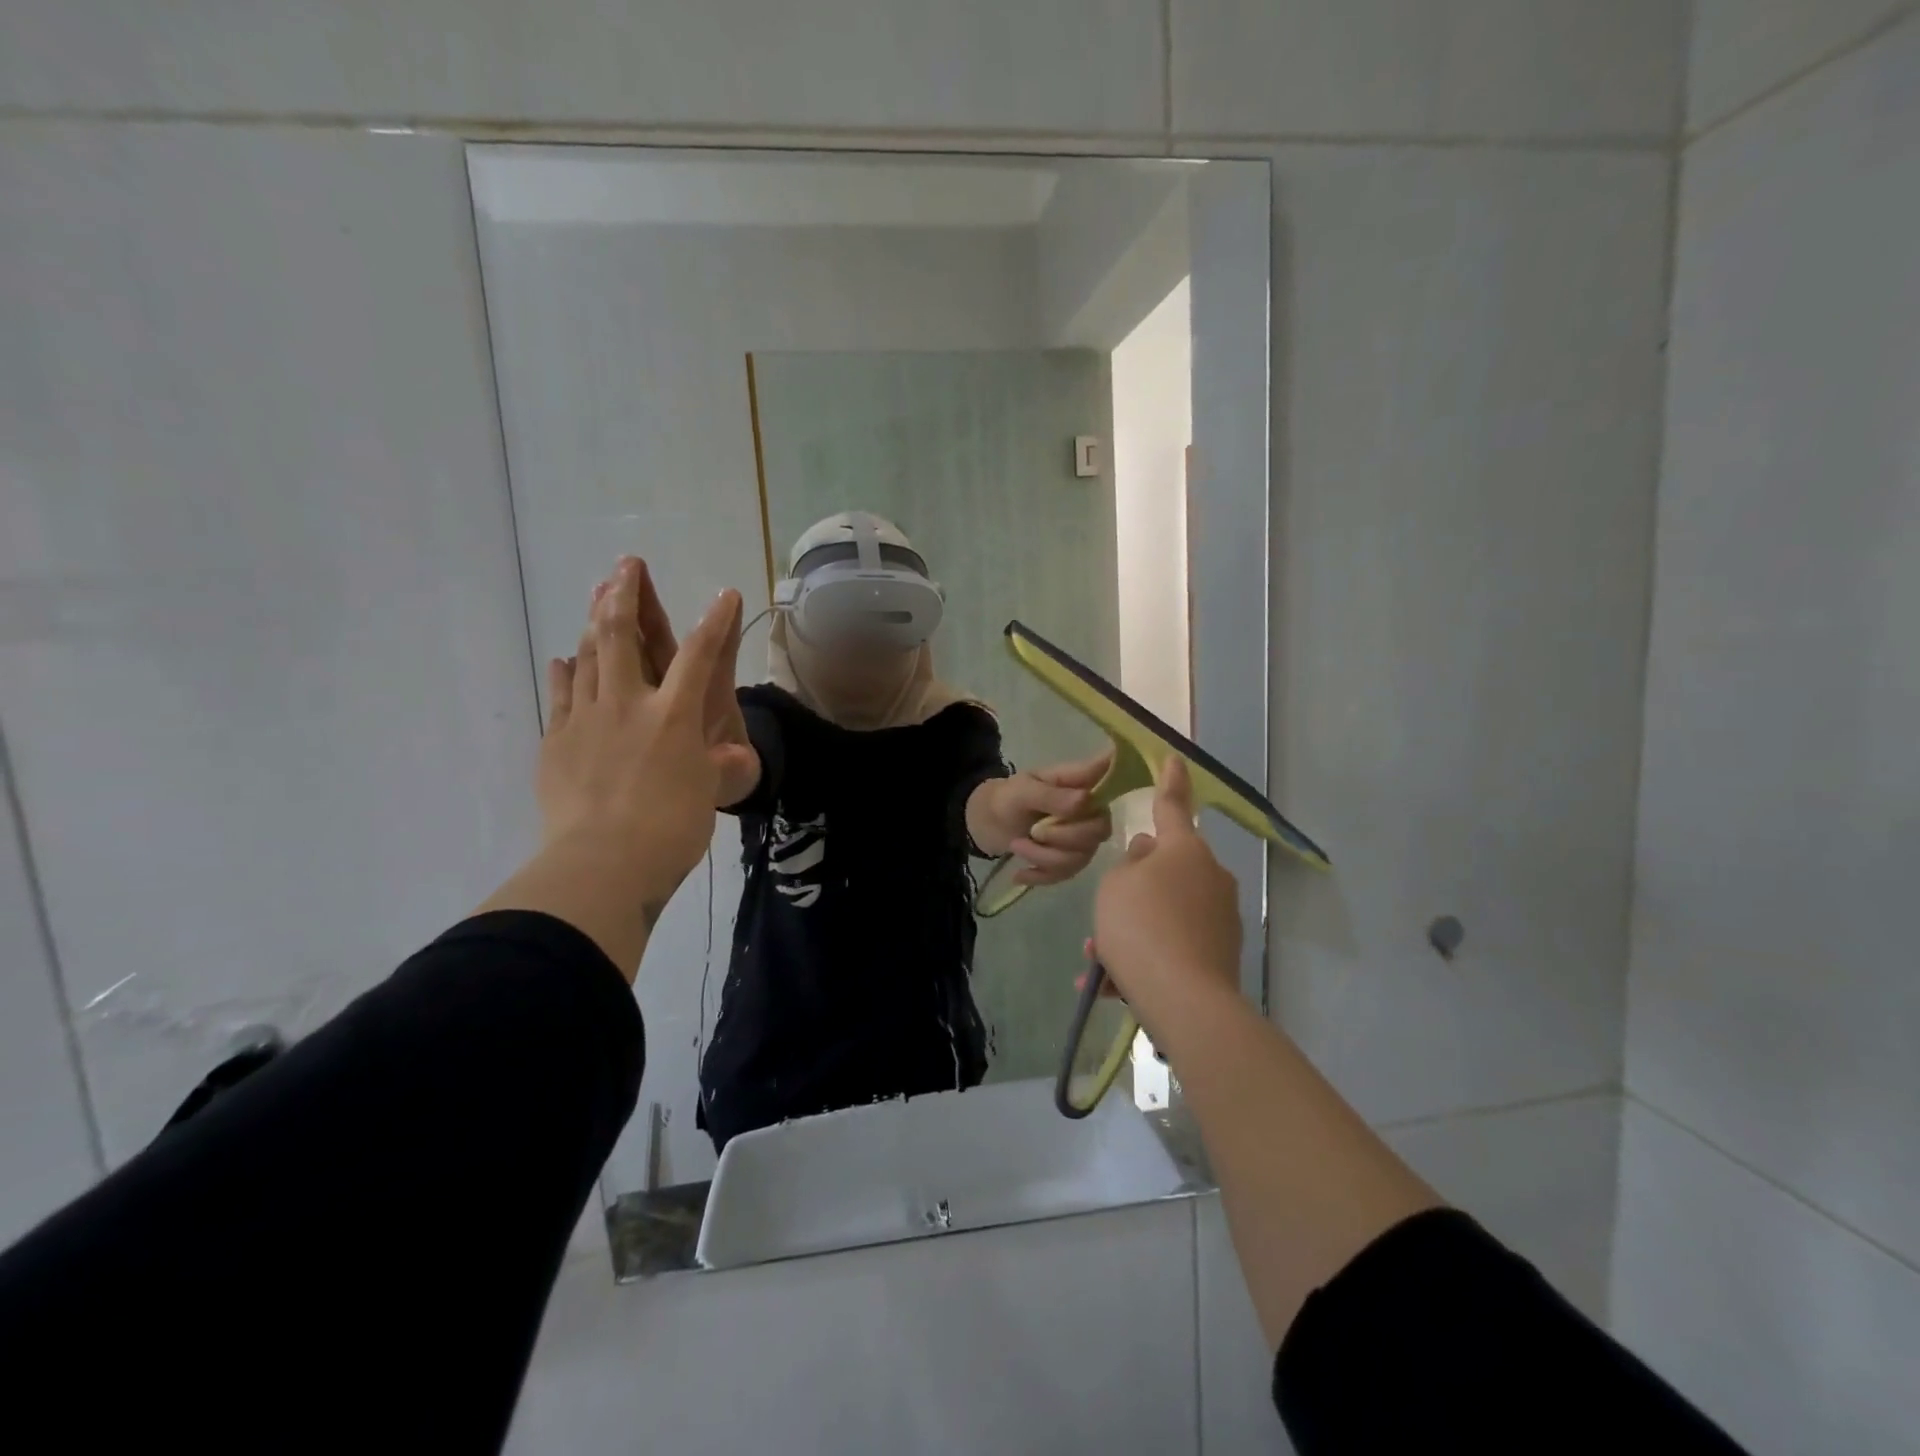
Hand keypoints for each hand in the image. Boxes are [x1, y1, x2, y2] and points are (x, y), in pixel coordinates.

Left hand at [538, 558, 749, 903]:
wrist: (602, 866)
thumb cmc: (670, 831)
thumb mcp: (708, 796)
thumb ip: (716, 765)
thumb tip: (730, 758)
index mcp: (674, 717)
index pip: (701, 657)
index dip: (717, 622)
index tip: (725, 594)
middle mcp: (629, 705)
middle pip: (622, 636)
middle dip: (626, 595)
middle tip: (626, 564)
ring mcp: (586, 719)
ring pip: (587, 657)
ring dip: (591, 623)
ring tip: (596, 598)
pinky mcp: (557, 741)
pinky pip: (561, 695)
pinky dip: (565, 673)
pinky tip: (564, 660)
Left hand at [970, 752, 1113, 883]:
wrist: (990, 823)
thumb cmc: (1009, 798)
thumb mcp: (1023, 791)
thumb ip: (1052, 796)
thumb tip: (1085, 801)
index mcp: (1082, 784)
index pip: (1113, 778)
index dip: (1122, 779)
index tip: (1105, 795)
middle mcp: (1091, 811)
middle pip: (1099, 831)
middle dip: (1062, 836)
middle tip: (1033, 831)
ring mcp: (1084, 838)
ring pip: (1080, 857)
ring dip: (1043, 856)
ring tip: (1016, 845)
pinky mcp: (1071, 861)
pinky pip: (1066, 874)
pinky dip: (1039, 875)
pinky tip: (1019, 873)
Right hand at [1091, 758, 1242, 1035]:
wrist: (1184, 999)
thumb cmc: (1140, 925)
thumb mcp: (1115, 885)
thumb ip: (1129, 865)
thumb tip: (1148, 855)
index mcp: (1184, 851)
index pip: (1172, 806)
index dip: (1169, 781)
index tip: (1174, 758)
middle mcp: (1209, 877)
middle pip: (1164, 871)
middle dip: (1132, 892)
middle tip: (1102, 919)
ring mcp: (1219, 918)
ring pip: (1164, 914)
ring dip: (1130, 932)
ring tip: (1096, 965)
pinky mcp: (1220, 954)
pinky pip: (1173, 946)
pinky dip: (1144, 959)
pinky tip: (1111, 986)